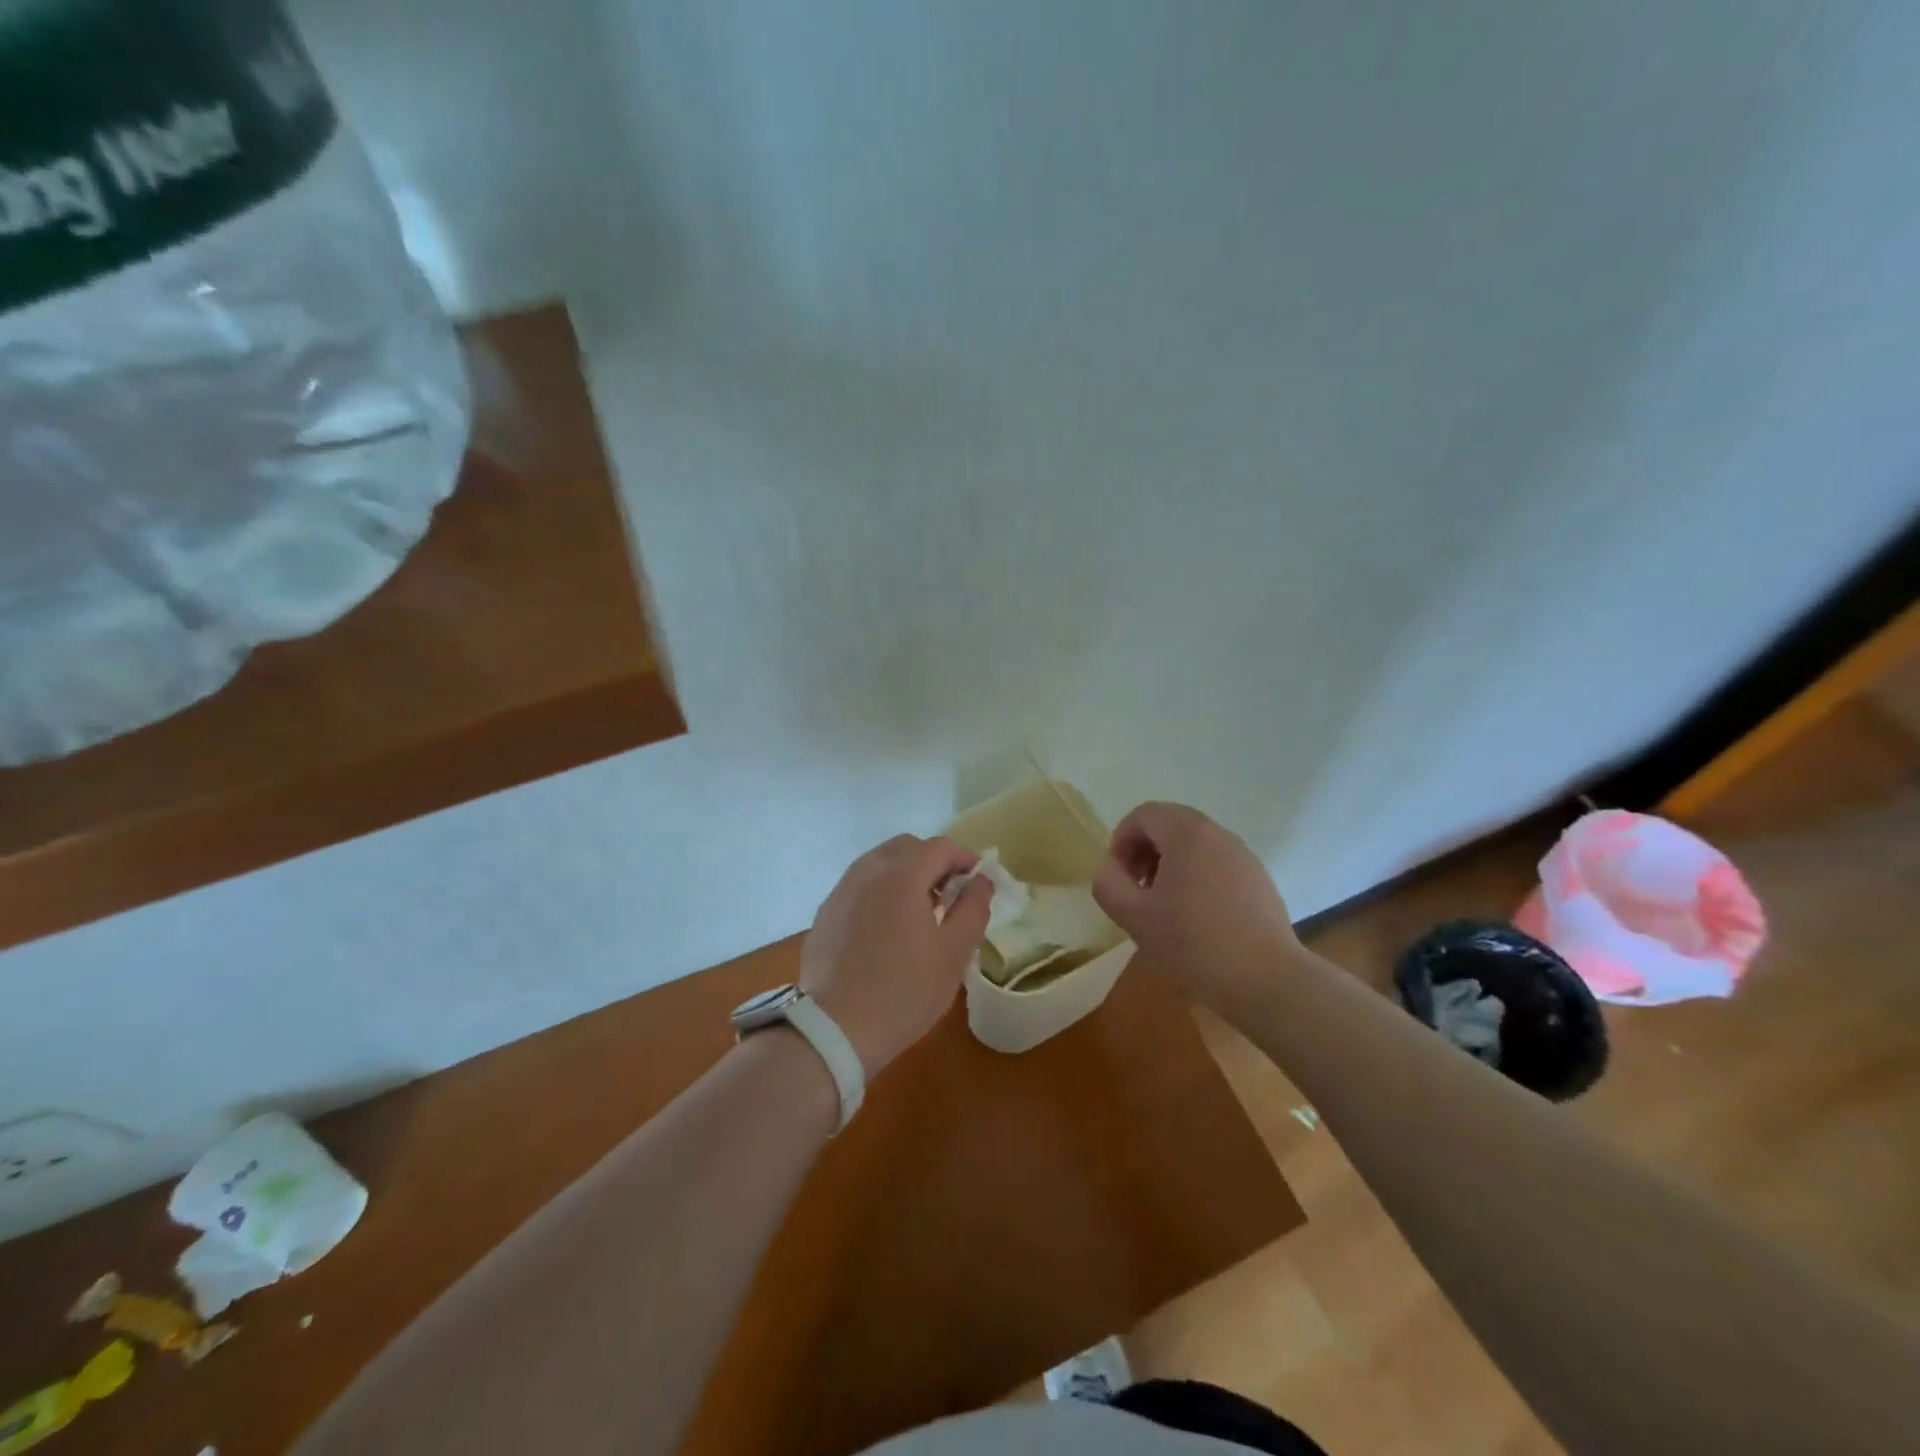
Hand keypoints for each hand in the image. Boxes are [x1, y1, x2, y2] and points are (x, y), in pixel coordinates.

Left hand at [801, 835, 994, 1075]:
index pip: (940, 847)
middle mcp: (867, 871)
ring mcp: (841, 890)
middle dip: (932, 861)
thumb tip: (980, 881)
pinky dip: (880, 891)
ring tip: (918, 912)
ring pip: (879, 863)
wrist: (835, 1029)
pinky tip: (886, 928)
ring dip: (904, 874)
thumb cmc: (904, 990)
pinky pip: (859, 886)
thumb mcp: (954, 952)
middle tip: (948, 894)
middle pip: (906, 847)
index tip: (976, 881)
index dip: (964, 858)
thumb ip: (973, 908)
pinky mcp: (826, 912)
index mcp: (902, 874)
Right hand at [1093, 802, 1303, 1015]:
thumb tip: (1111, 869)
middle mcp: (1217, 834)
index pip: (1144, 814)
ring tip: (1165, 904)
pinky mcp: (1258, 877)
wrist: (1266, 979)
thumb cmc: (1194, 944)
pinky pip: (1216, 860)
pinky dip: (1196, 873)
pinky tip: (1197, 916)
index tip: (1119, 877)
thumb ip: (1109, 884)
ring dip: (1170, 861)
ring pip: (1194, 841)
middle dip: (1145, 848)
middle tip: (1138, 887)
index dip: (1121, 840)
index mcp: (1186, 834)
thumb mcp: (1134, 917)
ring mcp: (1242, 854)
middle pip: (1169, 822)